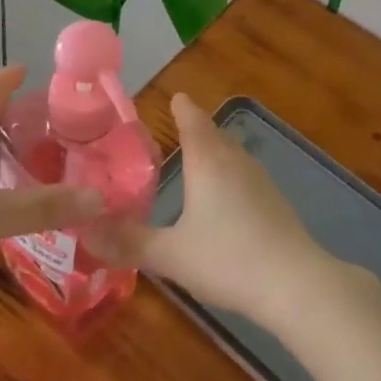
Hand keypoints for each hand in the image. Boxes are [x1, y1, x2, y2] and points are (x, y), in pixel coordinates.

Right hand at [87, 93, 345, 330]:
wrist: (295, 283)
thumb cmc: (227, 258)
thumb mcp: (170, 254)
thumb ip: (128, 242)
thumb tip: (85, 230)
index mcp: (208, 161)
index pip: (193, 120)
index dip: (182, 108)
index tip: (174, 97)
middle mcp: (235, 161)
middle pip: (215, 134)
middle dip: (197, 129)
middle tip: (177, 129)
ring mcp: (261, 181)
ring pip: (233, 155)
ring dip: (215, 153)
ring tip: (198, 161)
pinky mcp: (276, 203)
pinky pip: (245, 177)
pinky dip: (230, 177)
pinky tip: (225, 200)